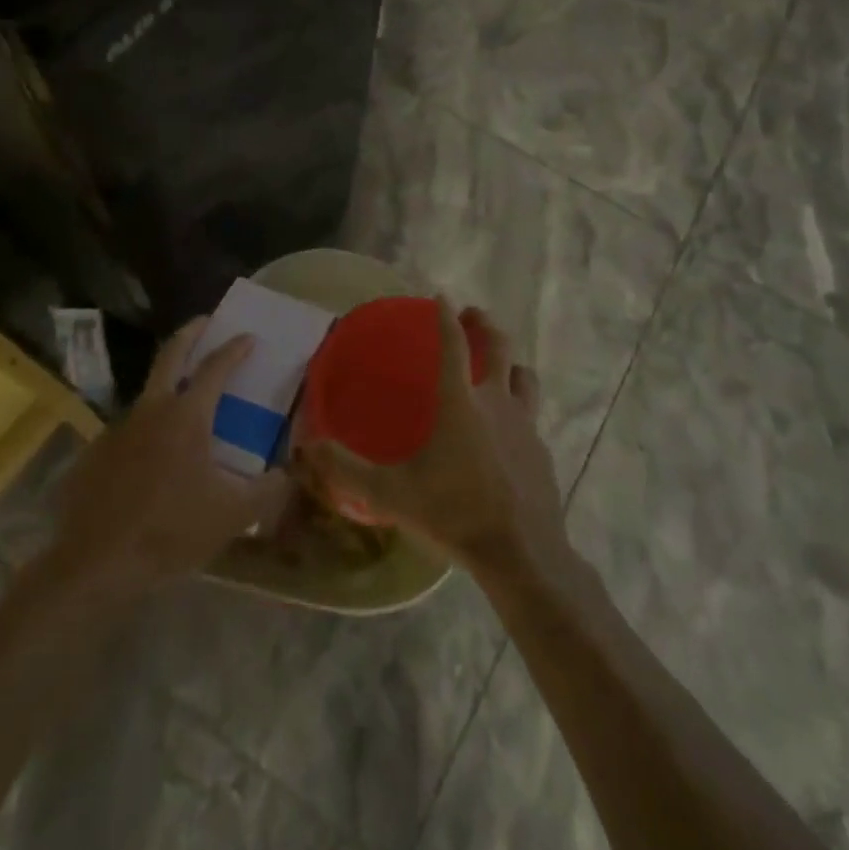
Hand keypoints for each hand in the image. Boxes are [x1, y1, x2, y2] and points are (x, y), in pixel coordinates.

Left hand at [52, 321, 290, 591]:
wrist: (97, 564)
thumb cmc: (171, 531)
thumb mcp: (232, 514)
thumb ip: (268, 490)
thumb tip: (289, 474)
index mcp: (187, 416)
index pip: (215, 368)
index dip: (234, 349)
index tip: (248, 337)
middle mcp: (152, 410)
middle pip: (170, 355)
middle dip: (190, 333)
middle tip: (205, 322)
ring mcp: (118, 429)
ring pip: (147, 393)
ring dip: (168, 384)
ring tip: (184, 399)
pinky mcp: (96, 452)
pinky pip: (128, 431)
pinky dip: (146, 430)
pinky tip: (152, 456)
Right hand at [299, 302, 566, 577]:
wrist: (521, 553)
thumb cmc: (453, 512)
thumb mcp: (390, 493)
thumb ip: (346, 468)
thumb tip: (307, 444)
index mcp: (460, 402)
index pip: (453, 344)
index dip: (445, 316)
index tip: (440, 296)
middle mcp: (497, 402)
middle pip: (499, 346)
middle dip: (485, 324)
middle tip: (472, 314)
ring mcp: (526, 425)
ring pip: (524, 376)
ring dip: (510, 362)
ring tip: (498, 365)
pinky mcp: (541, 450)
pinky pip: (531, 416)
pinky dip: (519, 408)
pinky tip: (508, 432)